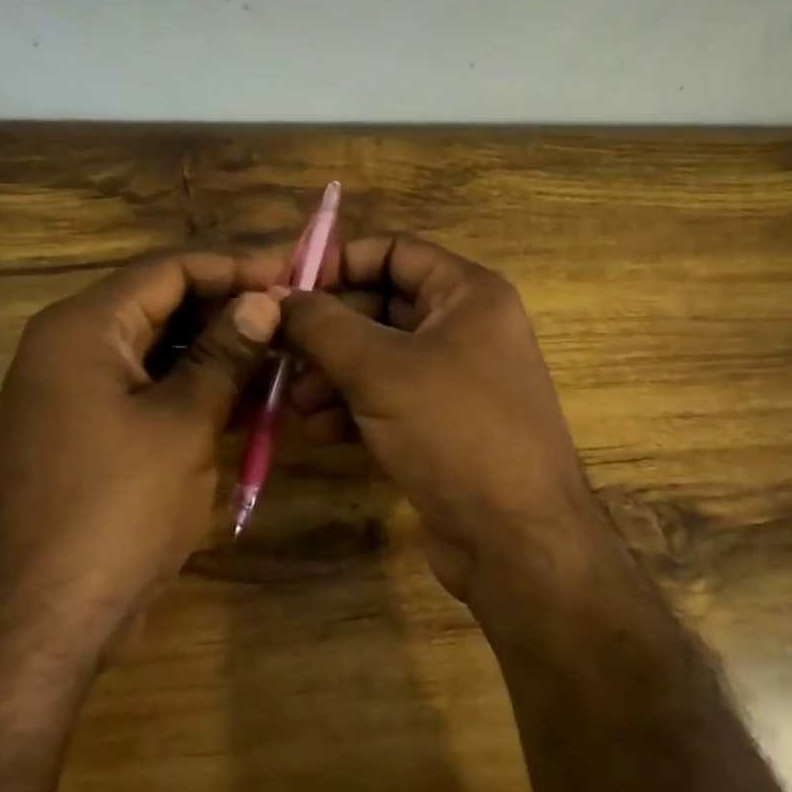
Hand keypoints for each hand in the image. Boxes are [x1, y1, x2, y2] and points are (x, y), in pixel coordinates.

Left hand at [0, 251, 283, 649]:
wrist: (40, 619)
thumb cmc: (116, 508)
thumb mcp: (183, 423)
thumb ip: (224, 354)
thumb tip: (263, 301)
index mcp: (83, 328)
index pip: (168, 269)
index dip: (235, 267)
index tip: (293, 273)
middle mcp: (70, 349)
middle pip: (161, 306)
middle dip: (229, 310)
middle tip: (294, 319)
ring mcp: (74, 395)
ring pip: (158, 352)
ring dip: (217, 354)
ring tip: (282, 360)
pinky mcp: (87, 436)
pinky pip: (148, 393)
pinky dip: (195, 392)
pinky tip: (247, 405)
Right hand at [279, 236, 592, 599]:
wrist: (516, 539)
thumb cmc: (455, 431)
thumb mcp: (381, 370)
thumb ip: (323, 325)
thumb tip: (275, 295)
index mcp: (468, 295)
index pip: (393, 252)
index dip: (338, 262)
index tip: (284, 286)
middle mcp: (466, 329)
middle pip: (380, 306)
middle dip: (327, 330)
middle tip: (278, 350)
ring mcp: (455, 381)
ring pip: (378, 358)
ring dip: (331, 374)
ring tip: (293, 400)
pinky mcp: (442, 427)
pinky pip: (387, 400)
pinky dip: (351, 408)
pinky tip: (317, 431)